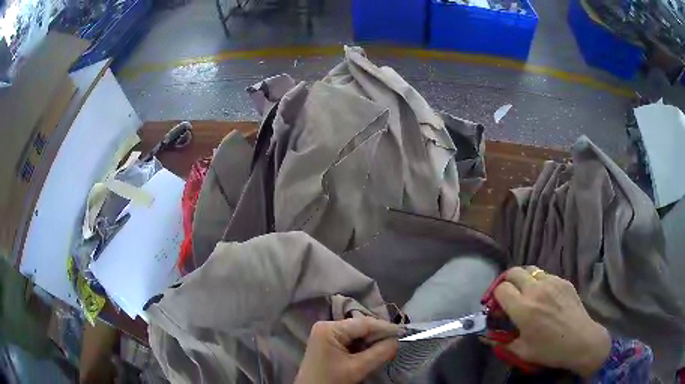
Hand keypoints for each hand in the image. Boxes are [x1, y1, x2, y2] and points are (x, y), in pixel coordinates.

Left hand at [295, 317, 398, 383]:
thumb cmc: (330, 381)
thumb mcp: (357, 368)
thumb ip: (379, 353)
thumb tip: (397, 341)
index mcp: (329, 328)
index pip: (364, 323)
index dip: (386, 327)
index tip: (404, 332)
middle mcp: (326, 326)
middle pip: (360, 327)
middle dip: (379, 335)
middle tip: (398, 341)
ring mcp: (325, 334)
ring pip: (356, 334)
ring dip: (372, 341)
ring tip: (388, 346)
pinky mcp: (327, 343)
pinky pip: (350, 340)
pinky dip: (363, 346)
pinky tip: (373, 351)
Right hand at [493, 266, 610, 376]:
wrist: (581, 340)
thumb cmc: (549, 349)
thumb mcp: (521, 351)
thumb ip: (501, 341)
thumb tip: (485, 336)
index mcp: (523, 308)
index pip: (501, 289)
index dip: (495, 297)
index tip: (498, 308)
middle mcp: (536, 290)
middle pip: (514, 272)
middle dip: (506, 281)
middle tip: (508, 295)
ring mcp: (552, 282)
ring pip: (530, 270)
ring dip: (523, 279)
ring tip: (526, 293)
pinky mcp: (563, 281)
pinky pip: (546, 275)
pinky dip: (539, 282)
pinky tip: (545, 297)